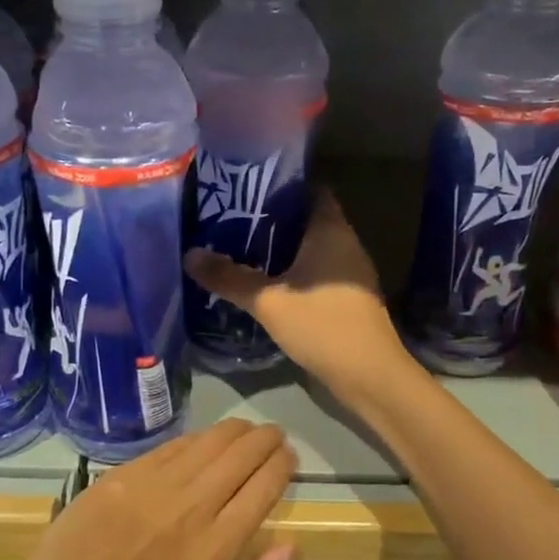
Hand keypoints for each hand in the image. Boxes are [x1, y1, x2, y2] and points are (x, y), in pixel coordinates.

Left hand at [8, 419, 295, 559]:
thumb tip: (290, 546)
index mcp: (216, 549)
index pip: (263, 488)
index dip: (282, 465)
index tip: (288, 458)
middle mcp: (192, 508)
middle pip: (242, 455)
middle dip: (266, 439)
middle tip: (274, 436)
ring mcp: (155, 486)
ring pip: (209, 441)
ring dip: (236, 430)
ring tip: (246, 430)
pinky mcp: (125, 473)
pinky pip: (172, 445)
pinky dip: (197, 438)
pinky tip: (204, 439)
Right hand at [186, 189, 416, 402]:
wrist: (368, 375)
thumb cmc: (321, 325)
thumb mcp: (268, 301)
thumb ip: (229, 277)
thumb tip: (190, 255)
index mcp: (331, 231)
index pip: (310, 189)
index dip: (281, 184)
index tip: (247, 188)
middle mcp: (345, 244)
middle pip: (308, 218)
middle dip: (273, 218)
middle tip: (233, 219)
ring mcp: (350, 273)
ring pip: (312, 248)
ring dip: (282, 248)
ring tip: (241, 248)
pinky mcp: (348, 298)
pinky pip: (317, 271)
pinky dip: (294, 271)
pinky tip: (267, 283)